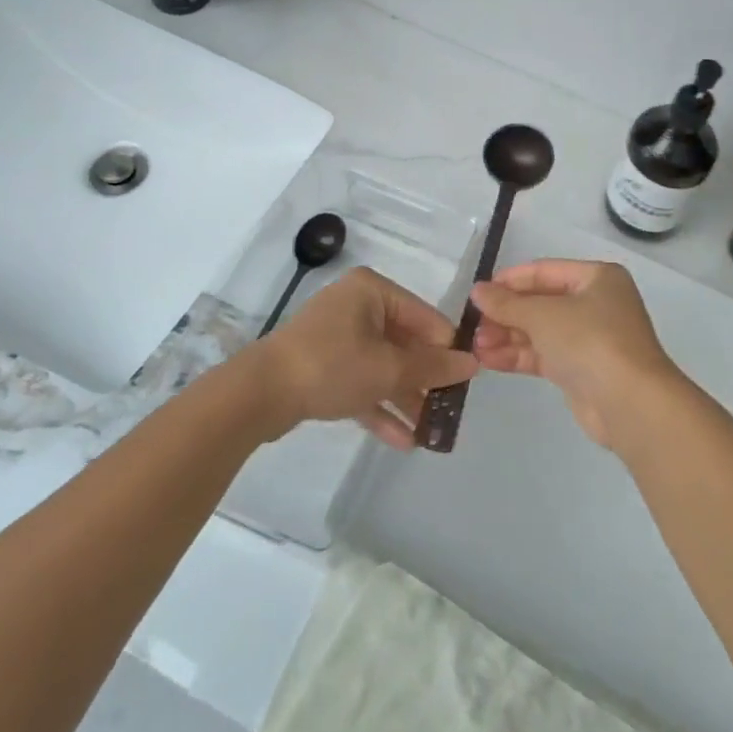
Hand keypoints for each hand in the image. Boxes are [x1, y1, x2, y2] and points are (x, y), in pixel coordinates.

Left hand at [246, 267, 477, 448]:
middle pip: (404, 343)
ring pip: (383, 366)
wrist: (259, 395)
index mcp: (373, 292)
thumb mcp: (388, 369)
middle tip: (450, 408)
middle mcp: (357, 306)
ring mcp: (338, 337)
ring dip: (406, 398)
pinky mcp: (323, 366)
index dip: (448, 348)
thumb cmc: (331, 366)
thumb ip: (432, 367)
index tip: (468, 379)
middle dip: (426, 380)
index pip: (425, 317)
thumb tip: (473, 362)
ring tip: (431, 431)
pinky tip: (403, 440)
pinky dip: (380, 406)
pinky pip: (361, 382)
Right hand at [470, 259, 685, 451]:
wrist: (630, 403)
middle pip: (541, 302)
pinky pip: (544, 355)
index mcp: (597, 278)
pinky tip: (488, 360)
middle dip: (506, 314)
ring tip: (474, 346)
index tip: (478, 293)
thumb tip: (478, 291)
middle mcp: (596, 303)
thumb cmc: (590, 341)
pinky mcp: (581, 370)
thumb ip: (507, 303)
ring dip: (507, 336)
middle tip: (473, 326)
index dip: (510, 281)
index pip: (545, 271)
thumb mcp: (543, 315)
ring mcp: (590, 338)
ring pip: (540, 331)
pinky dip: (518, 355)